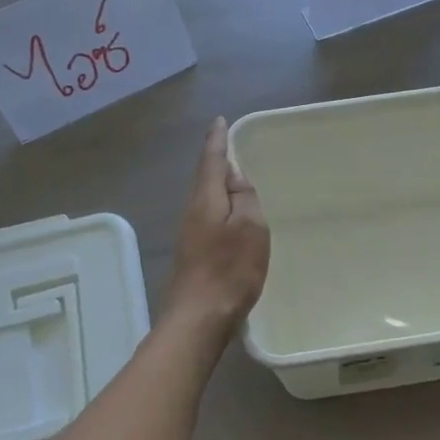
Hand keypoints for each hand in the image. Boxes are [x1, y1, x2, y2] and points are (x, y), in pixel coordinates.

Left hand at [165, 117, 269, 332]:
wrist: (198, 318)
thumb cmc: (230, 270)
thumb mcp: (250, 228)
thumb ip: (244, 197)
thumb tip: (234, 177)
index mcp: (206, 200)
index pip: (211, 161)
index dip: (217, 140)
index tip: (219, 121)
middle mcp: (192, 212)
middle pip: (204, 179)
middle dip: (215, 161)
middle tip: (227, 146)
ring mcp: (189, 235)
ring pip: (205, 199)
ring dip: (217, 185)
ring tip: (233, 178)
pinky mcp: (192, 254)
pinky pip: (207, 217)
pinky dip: (218, 207)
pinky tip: (228, 215)